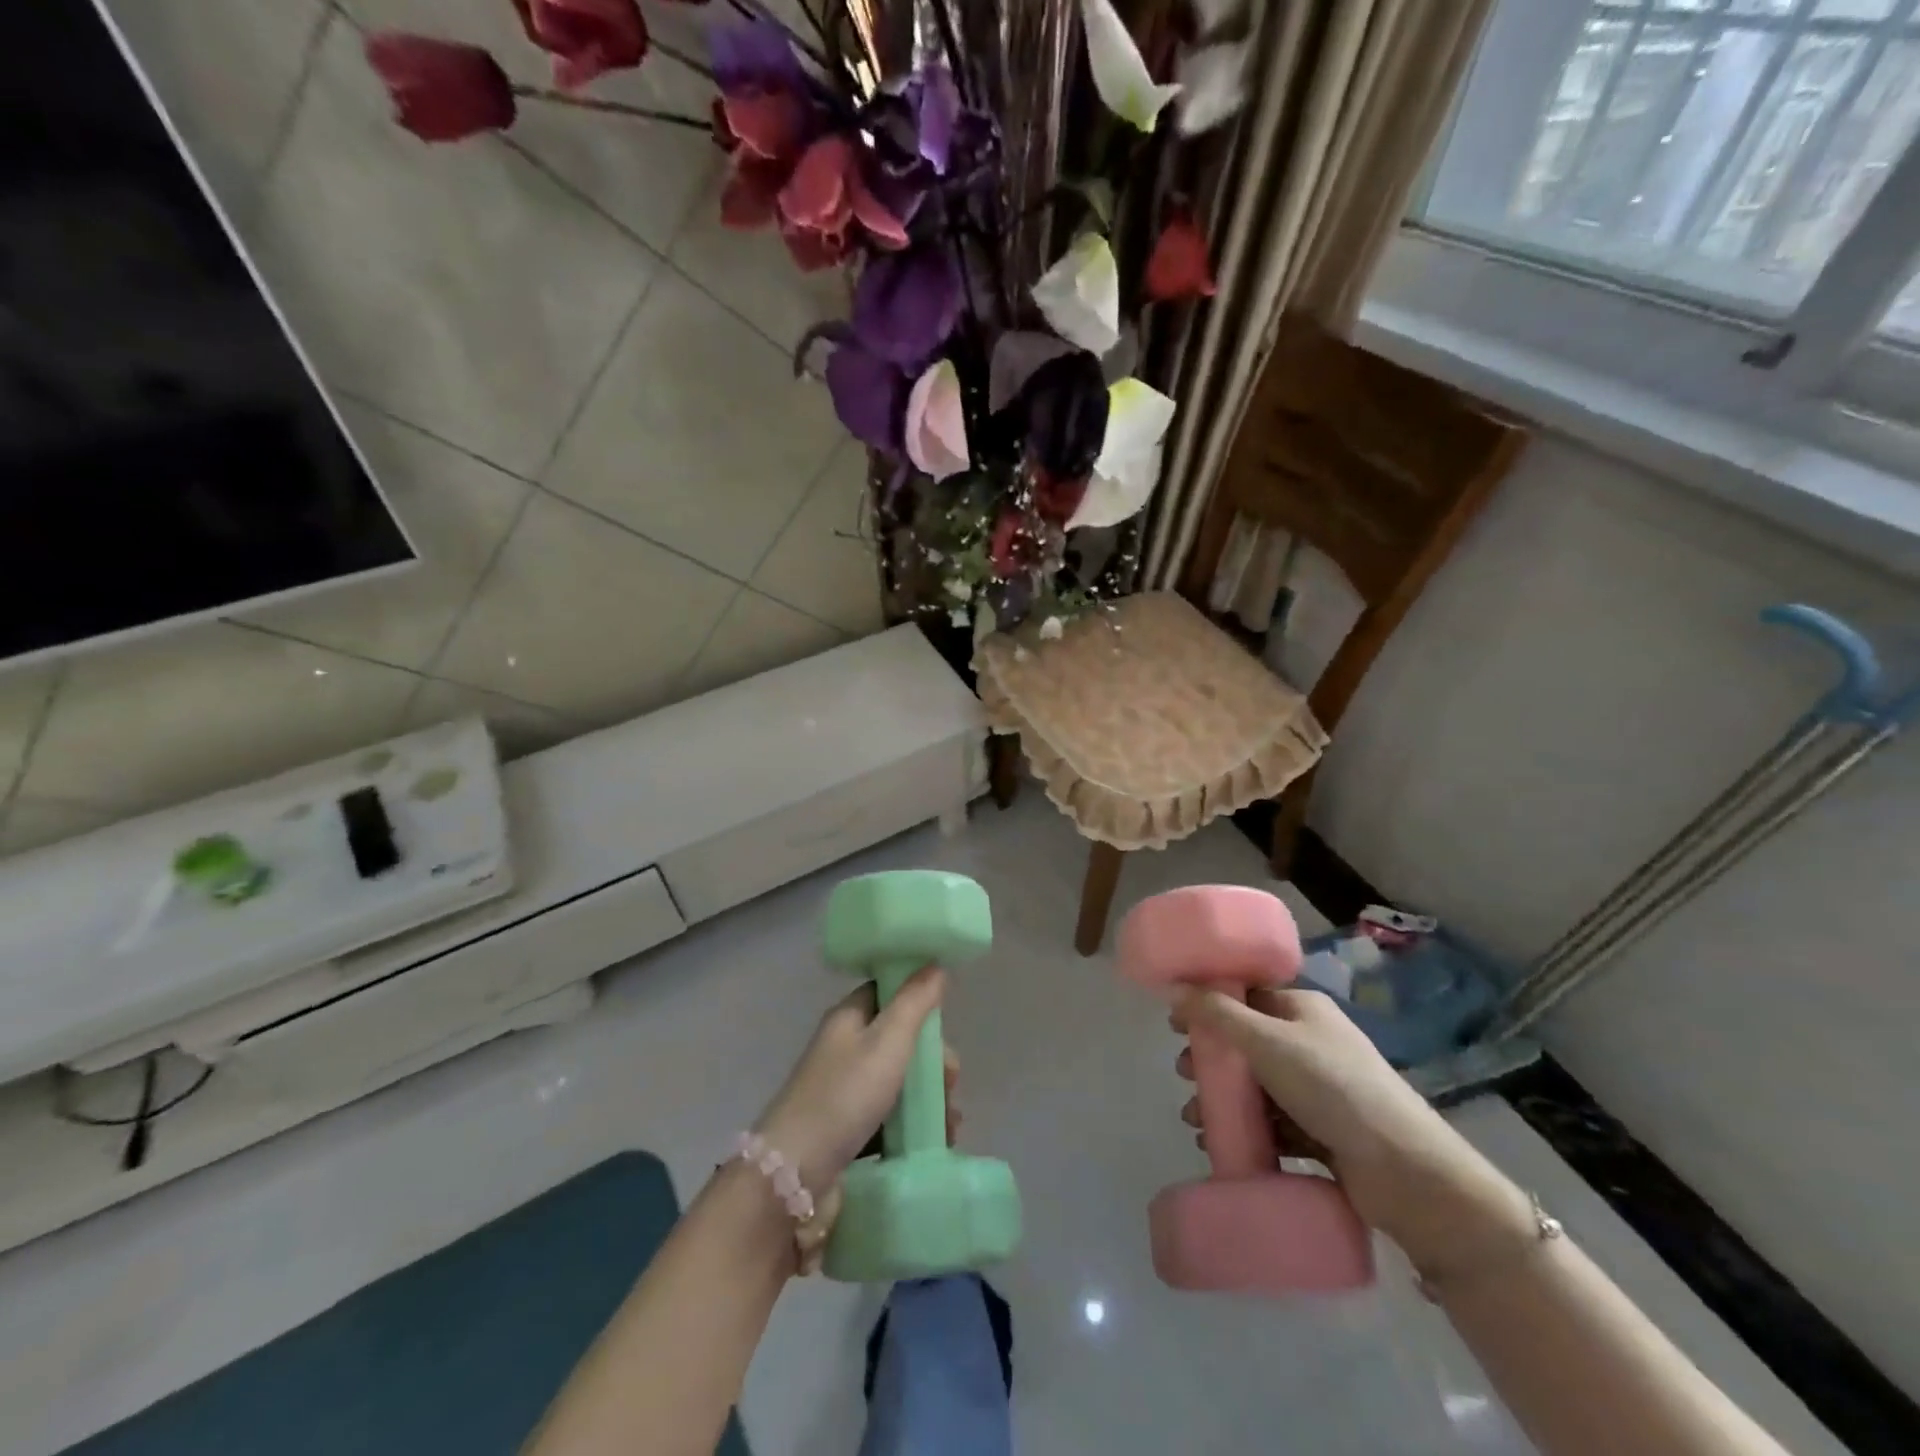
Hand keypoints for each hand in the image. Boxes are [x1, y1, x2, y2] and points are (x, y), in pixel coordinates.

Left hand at [755, 970, 959, 1269]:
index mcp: (848, 1019)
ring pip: (899, 1084)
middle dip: (932, 1062)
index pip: (888, 993)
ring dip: (929, 1099)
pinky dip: (913, 1127)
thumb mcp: (887, 1041)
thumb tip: (935, 964)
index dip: (919, 1002)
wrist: (794, 1177)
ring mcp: (844, 1093)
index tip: (946, 1025)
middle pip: (900, 1042)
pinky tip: (935, 1143)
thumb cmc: (844, 1096)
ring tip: (950, 1125)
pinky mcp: (846, 1132)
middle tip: (950, 1084)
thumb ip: (915, 1002)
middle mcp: (844, 1050)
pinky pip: (890, 1120)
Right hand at [1172, 986, 1526, 1274]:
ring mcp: (1319, 1090)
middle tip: (1185, 1075)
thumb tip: (1175, 988)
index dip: (1209, 1005)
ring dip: (1223, 1100)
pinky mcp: (1323, 1134)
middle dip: (1212, 1060)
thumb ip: (1217, 1014)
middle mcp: (1311, 1043)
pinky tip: (1220, 1144)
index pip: (1247, 996)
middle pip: (1247, 1044)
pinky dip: (1245, 1131)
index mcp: (1303, 1010)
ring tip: (1195, 1121)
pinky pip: (1272, 1125)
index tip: (1176, 1025)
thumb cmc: (1332, 1087)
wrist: (1406, 1172)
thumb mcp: (1266, 1041)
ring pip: (1257, 1088)